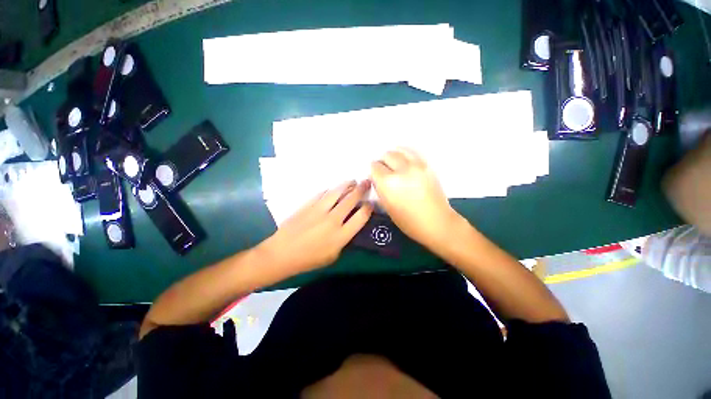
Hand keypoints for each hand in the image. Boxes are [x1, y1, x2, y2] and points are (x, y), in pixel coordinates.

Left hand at [258, 180, 373, 275]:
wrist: (283, 252)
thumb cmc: (308, 260)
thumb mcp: (332, 256)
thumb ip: (342, 241)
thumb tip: (347, 229)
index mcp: (341, 235)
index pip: (361, 217)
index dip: (368, 208)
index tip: (370, 203)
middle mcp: (333, 220)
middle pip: (351, 200)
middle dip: (361, 190)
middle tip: (367, 183)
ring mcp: (319, 210)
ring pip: (336, 192)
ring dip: (346, 185)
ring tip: (352, 181)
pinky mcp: (307, 205)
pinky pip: (321, 194)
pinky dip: (329, 190)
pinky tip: (332, 189)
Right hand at [370, 148, 459, 247]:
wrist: (437, 222)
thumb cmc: (410, 222)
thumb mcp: (388, 208)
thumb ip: (381, 190)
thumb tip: (378, 179)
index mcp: (388, 183)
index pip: (375, 167)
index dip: (374, 173)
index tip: (377, 178)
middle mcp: (401, 170)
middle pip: (387, 155)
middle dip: (383, 162)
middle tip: (386, 172)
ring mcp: (416, 165)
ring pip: (399, 150)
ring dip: (394, 156)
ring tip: (396, 165)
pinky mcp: (427, 165)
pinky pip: (412, 152)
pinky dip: (405, 154)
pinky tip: (405, 162)